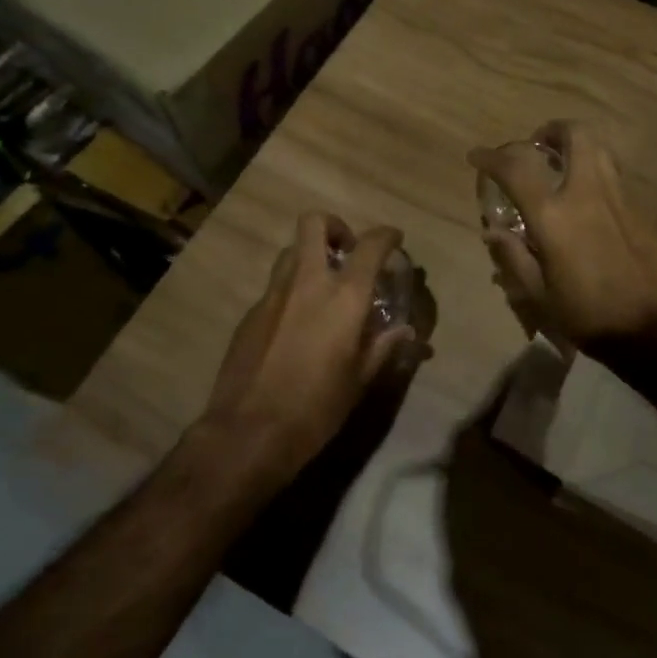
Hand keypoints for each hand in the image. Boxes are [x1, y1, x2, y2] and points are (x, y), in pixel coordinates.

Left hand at [200, 214, 421, 487]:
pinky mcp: (250, 314)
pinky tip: (298, 324)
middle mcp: (307, 283)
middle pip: (314, 224)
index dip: (387, 236)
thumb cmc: (317, 408)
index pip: (371, 245)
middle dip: (335, 227)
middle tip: (348, 252)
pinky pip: (275, 286)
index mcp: (344, 297)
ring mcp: (273, 295)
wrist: (248, 433)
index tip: (395, 240)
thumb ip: (384, 347)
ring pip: (291, 252)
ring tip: (325, 286)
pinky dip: (292, 291)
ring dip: (310, 256)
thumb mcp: (360, 380)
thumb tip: (408, 332)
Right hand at [469, 121, 656, 353]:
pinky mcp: (639, 209)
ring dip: (576, 144)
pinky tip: (585, 197)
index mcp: (554, 216)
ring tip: (560, 164)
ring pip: (599, 147)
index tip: (477, 157)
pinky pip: (613, 173)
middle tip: (536, 146)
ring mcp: (618, 197)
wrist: (656, 329)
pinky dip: (594, 168)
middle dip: (550, 130)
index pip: (517, 168)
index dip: (492, 157)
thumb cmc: (590, 316)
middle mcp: (587, 193)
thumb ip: (513, 257)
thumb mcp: (539, 296)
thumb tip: (493, 231)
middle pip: (574, 135)